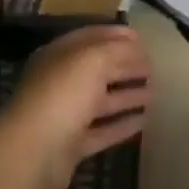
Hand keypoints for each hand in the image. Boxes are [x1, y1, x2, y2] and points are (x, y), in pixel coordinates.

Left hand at [0, 25, 153, 188]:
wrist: (33, 152)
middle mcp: (61, 82)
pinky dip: (122, 125)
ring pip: (101, 101)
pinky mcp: (71, 145)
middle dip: (126, 66)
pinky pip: (102, 130)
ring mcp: (65, 115)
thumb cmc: (62, 95)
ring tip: (156, 92)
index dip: (116, 36)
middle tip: (155, 67)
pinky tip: (144, 121)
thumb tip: (137, 47)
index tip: (142, 38)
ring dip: (127, 95)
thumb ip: (118, 50)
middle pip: (98, 70)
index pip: (91, 38)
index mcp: (60, 56)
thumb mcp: (93, 60)